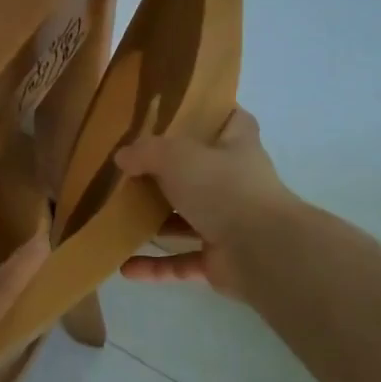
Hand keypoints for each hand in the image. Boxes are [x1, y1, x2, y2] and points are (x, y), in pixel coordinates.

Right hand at [114, 106, 297, 297]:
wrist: (262, 250)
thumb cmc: (223, 188)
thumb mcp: (176, 155)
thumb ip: (146, 152)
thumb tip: (122, 157)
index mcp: (236, 147)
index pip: (232, 120)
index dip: (211, 113)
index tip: (180, 113)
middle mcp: (234, 183)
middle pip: (199, 172)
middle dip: (167, 174)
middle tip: (129, 170)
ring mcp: (228, 223)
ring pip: (187, 220)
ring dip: (156, 223)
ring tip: (118, 218)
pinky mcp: (219, 259)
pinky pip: (181, 261)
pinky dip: (155, 266)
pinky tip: (125, 268)